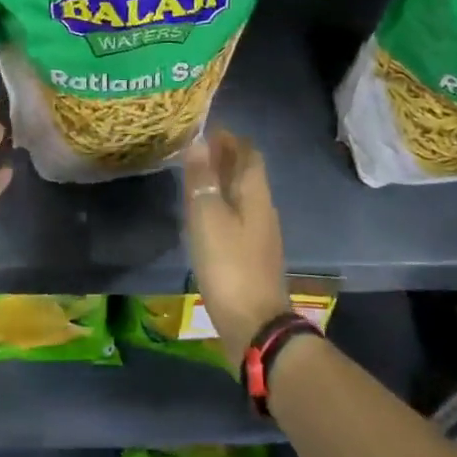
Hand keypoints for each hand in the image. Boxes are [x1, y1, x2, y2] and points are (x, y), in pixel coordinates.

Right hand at [182, 129, 289, 368]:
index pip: (248, 152)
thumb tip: (199, 141)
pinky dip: (222, 206)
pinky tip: (204, 217)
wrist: (255, 326)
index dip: (229, 138)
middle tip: (194, 152)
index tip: (205, 130)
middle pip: (246, 172)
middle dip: (224, 158)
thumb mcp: (208, 217)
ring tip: (194, 179)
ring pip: (242, 195)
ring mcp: (261, 234)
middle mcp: (263, 208)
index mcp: (255, 193)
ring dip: (222, 182)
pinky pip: (238, 217)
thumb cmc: (229, 265)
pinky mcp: (253, 256)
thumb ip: (203, 179)